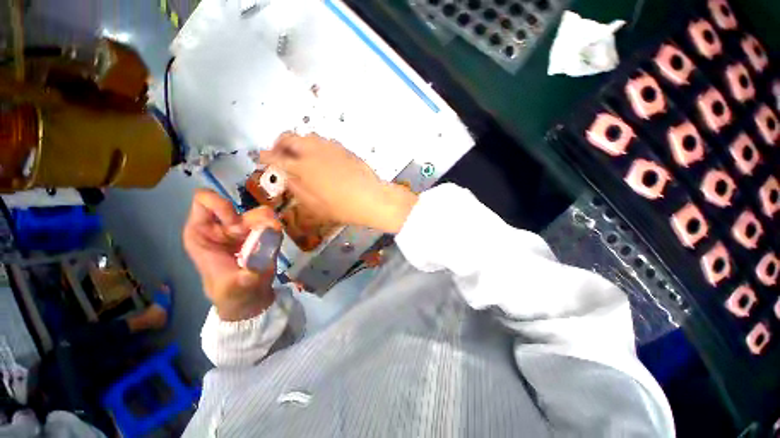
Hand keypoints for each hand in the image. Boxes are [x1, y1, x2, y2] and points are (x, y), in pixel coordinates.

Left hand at [183, 189, 280, 320]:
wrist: (250, 300)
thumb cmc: (233, 295)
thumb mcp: (236, 287)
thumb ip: (251, 269)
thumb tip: (268, 247)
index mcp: (202, 233)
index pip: (205, 200)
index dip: (222, 207)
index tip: (236, 227)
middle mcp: (221, 226)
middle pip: (239, 206)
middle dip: (252, 222)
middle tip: (258, 240)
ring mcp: (243, 229)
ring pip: (260, 212)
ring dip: (268, 227)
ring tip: (269, 244)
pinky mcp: (260, 233)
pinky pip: (272, 222)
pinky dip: (276, 231)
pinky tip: (274, 245)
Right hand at [259, 133, 417, 233]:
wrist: (370, 198)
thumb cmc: (342, 207)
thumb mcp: (313, 205)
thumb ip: (296, 189)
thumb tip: (287, 177)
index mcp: (302, 167)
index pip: (276, 157)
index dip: (266, 157)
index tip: (262, 158)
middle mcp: (313, 151)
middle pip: (289, 137)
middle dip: (279, 144)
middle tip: (280, 154)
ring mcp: (329, 147)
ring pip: (307, 136)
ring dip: (298, 143)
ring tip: (300, 156)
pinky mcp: (343, 148)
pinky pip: (323, 141)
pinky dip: (315, 146)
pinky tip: (320, 158)